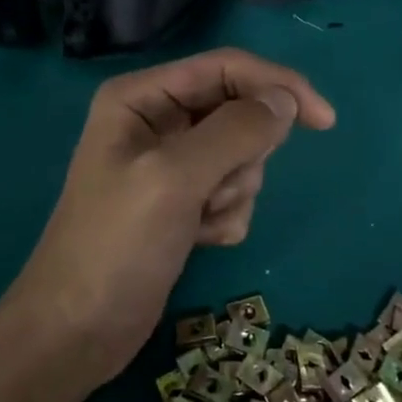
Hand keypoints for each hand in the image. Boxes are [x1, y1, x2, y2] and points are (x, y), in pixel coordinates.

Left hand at [12, 48, 335, 392]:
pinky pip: (232, 191)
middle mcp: (157, 120)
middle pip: (237, 112)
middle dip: (242, 155)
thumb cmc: (115, 245)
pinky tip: (197, 240)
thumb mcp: (173, 179)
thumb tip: (286, 100)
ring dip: (233, 191)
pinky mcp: (183, 202)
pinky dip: (226, 215)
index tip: (324, 120)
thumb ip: (234, 131)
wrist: (77, 333)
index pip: (226, 68)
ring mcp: (170, 163)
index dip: (277, 85)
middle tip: (215, 190)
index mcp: (142, 96)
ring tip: (197, 221)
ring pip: (241, 155)